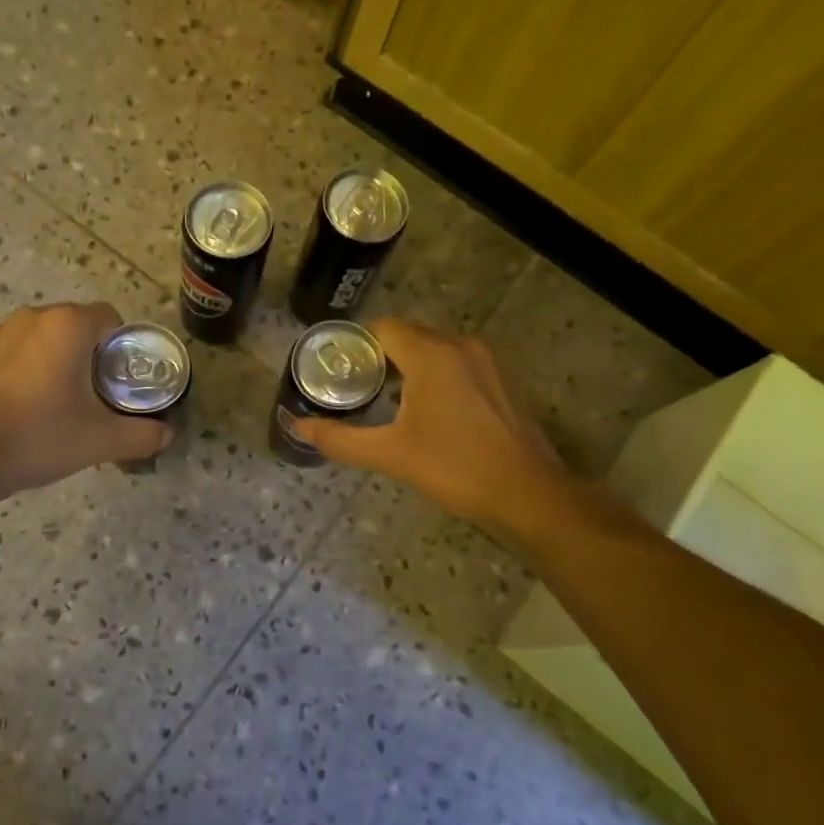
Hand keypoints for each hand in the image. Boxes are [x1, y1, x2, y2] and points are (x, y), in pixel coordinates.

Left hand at [0, 303, 172, 506]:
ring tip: (54, 403)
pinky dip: (21, 371)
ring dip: (53, 360)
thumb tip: (168, 433)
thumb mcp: (101, 441)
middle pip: (75, 326)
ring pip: (40, 339)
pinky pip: (10, 354)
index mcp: (67, 326)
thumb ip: (143, 434)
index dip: (122, 346)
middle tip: (93, 396)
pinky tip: (18, 408)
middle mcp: (32, 317)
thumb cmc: (39, 437)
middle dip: (88, 354)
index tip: (120, 380)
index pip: (110, 318)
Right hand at [289, 318, 570, 526]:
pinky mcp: (498, 382)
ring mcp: (484, 363)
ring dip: (405, 368)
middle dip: (377, 358)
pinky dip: (432, 376)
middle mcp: (459, 346)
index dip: (354, 345)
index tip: (335, 371)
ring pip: (432, 350)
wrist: (528, 495)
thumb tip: (295, 427)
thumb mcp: (389, 454)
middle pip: (406, 336)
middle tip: (352, 388)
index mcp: (431, 355)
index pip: (381, 329)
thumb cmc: (455, 468)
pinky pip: (454, 364)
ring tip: (381, 401)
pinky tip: (423, 413)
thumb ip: (339, 439)